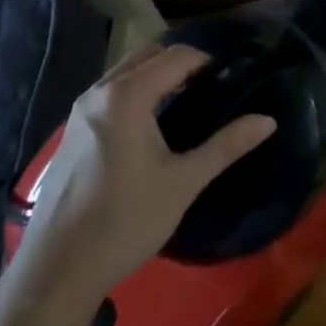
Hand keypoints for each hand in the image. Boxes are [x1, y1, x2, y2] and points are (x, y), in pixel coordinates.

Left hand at [13, 45, 275, 297]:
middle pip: (148, 56)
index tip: (233, 76)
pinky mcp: (71, 131)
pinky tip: (152, 125)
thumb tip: (268, 120)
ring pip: (126, 72)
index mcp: (127, 95)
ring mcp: (80, 110)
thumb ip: (226, 146)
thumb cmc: (125, 221)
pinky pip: (110, 92)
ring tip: (188, 101)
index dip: (208, 60)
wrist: (57, 269)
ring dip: (157, 75)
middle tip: (213, 86)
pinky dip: (136, 91)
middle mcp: (99, 91)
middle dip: (182, 63)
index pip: (176, 56)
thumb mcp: (183, 182)